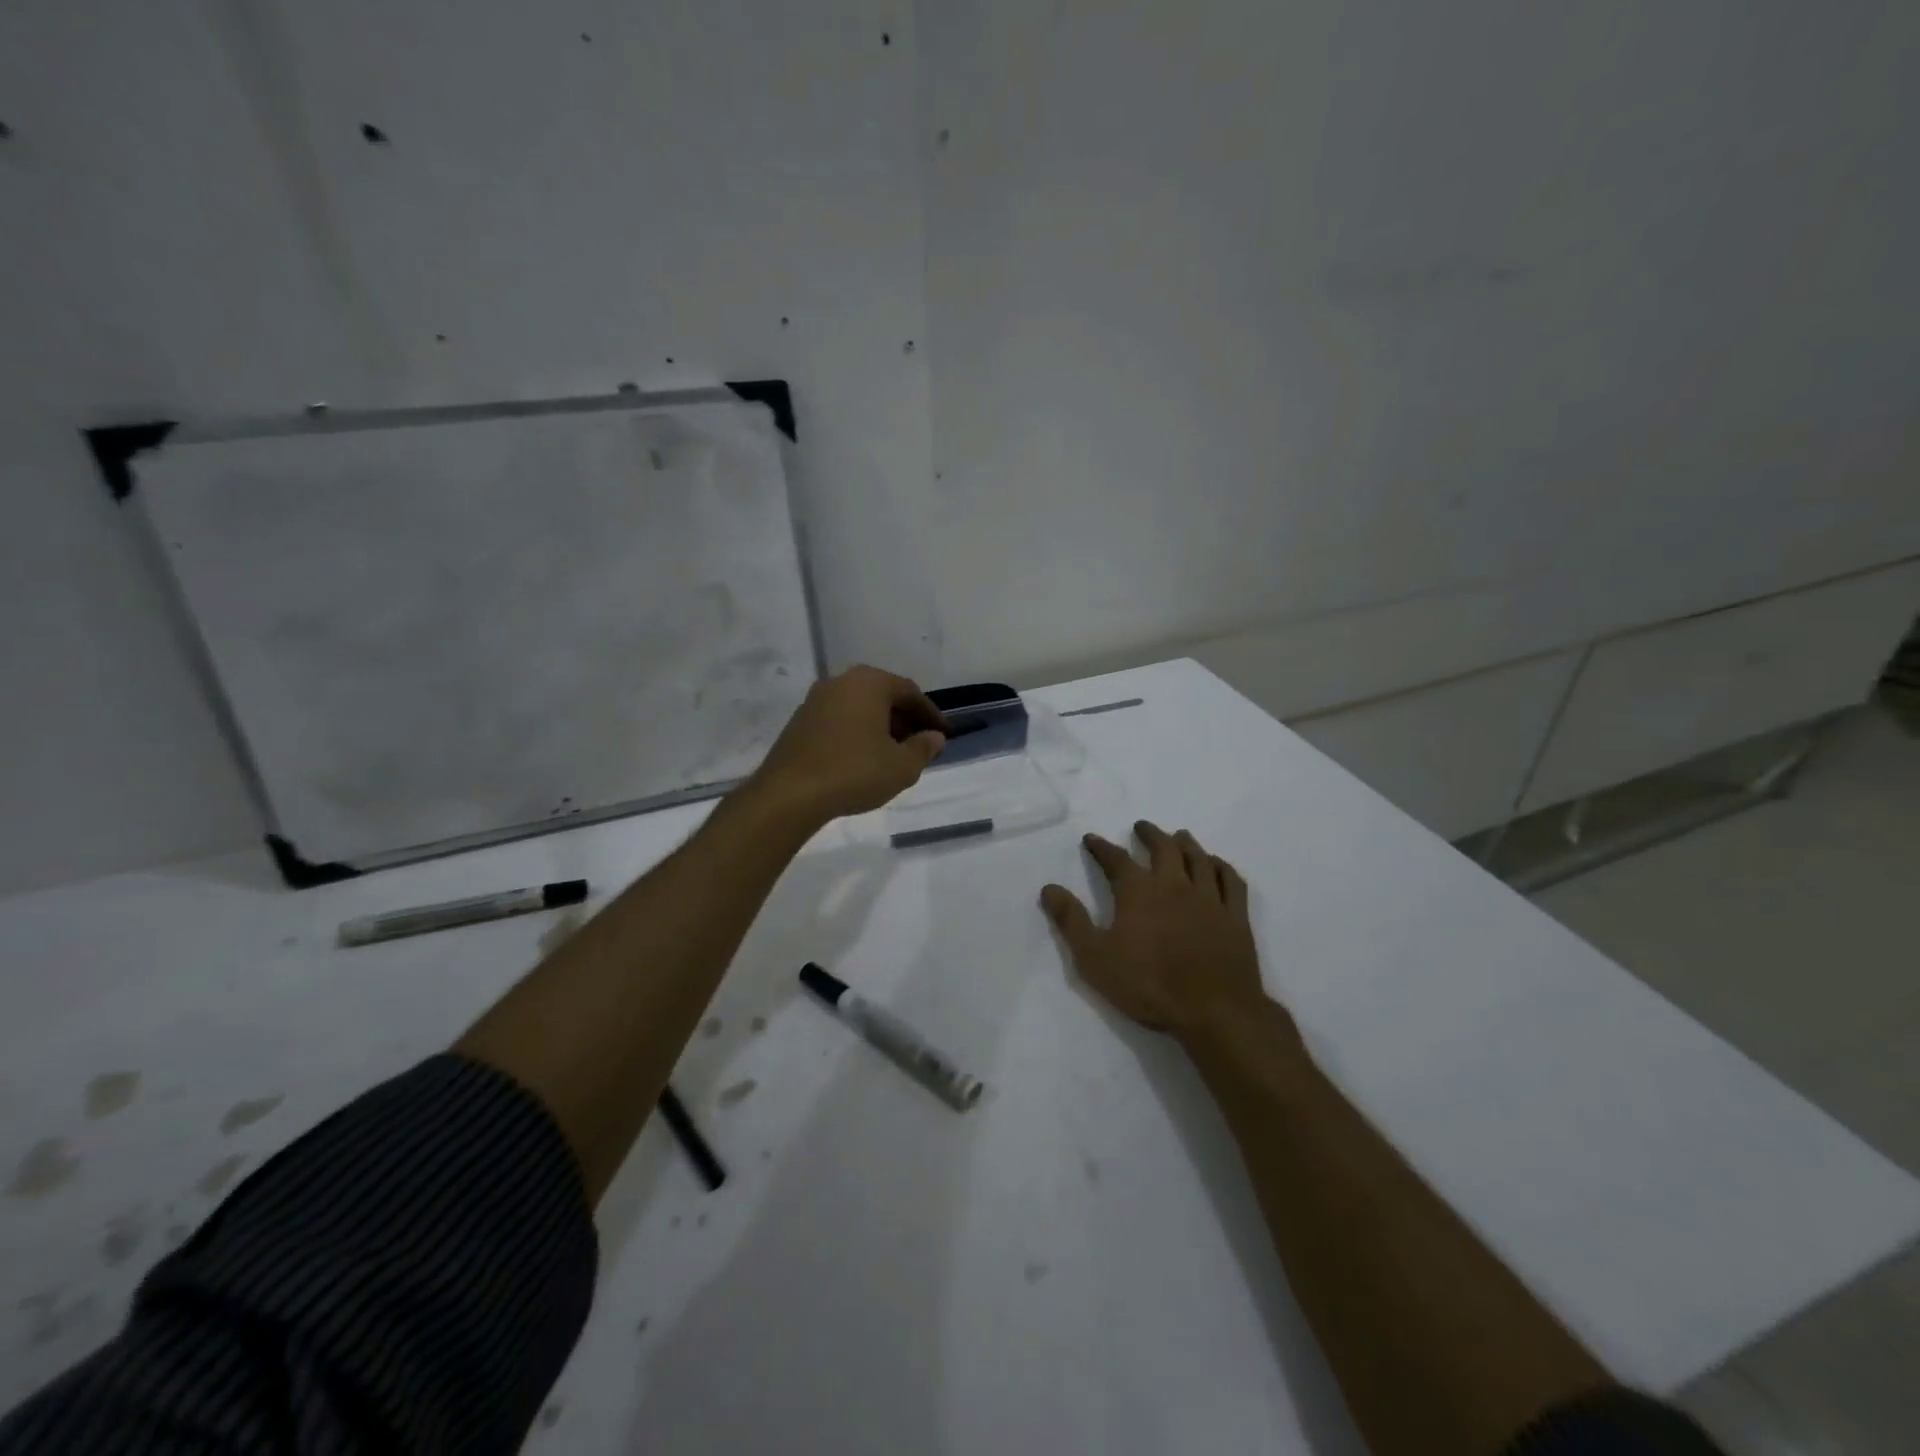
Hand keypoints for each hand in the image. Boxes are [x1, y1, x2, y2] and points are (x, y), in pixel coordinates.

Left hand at [748, 665, 946, 823]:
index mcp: (869, 682)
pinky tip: (863, 759)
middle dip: (905, 720)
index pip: (910, 692)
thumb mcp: (901, 766)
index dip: (930, 715)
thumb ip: (923, 748)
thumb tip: (934, 738)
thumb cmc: (854, 772)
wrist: (789, 794)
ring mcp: (815, 700)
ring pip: (860, 708)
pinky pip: (839, 720)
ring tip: (893, 755)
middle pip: (883, 697)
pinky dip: (857, 734)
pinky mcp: (799, 722)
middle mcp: (841, 681)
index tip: (943, 735)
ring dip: (880, 728)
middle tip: (920, 746)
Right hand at [1041, 821, 1269, 1037]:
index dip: (1101, 847)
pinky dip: (1221, 866)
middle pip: (1163, 848)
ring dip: (1186, 843)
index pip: (1116, 859)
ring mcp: (1209, 898)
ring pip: (1198, 858)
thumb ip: (1071, 920)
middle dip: (1149, 834)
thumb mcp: (1095, 958)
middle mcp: (1174, 884)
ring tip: (1179, 835)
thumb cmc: (1148, 985)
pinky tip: (1216, 864)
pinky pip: (1230, 880)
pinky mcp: (1235, 916)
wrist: (1214, 1011)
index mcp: (1138, 891)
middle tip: (1141, 827)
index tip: (1092, 839)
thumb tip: (1049, 888)